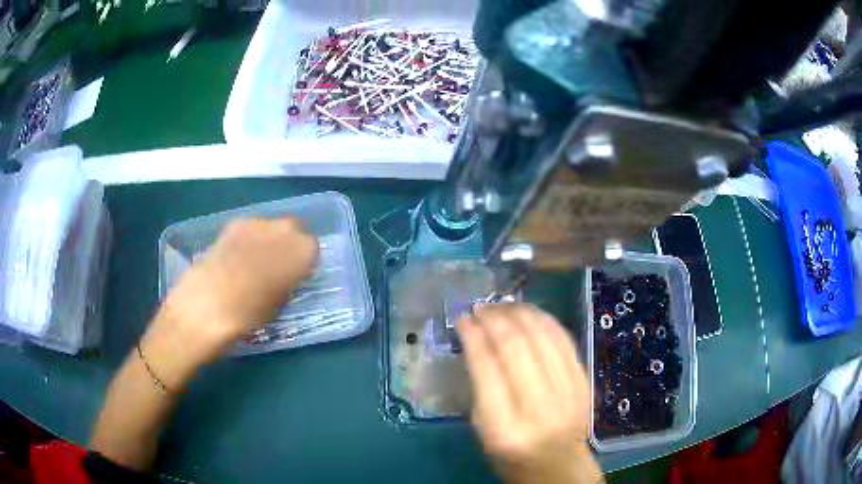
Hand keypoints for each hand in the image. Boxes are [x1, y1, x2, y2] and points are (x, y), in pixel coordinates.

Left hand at [144, 218, 318, 386]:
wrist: (205, 306)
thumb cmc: (248, 315)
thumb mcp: (278, 305)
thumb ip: (288, 284)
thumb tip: (286, 276)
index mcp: (301, 251)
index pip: (312, 248)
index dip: (304, 263)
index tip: (296, 277)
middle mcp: (282, 229)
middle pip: (292, 230)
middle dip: (287, 245)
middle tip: (277, 268)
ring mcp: (255, 223)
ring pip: (269, 227)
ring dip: (267, 241)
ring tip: (252, 264)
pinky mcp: (232, 225)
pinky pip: (249, 229)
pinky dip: (247, 240)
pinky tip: (235, 260)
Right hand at [457, 304, 601, 483]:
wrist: (558, 464)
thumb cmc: (510, 453)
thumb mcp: (482, 428)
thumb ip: (479, 385)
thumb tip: (475, 338)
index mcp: (504, 428)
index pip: (487, 369)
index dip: (473, 337)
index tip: (462, 318)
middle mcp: (540, 407)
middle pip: (516, 347)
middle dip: (495, 319)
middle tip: (481, 307)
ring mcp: (568, 392)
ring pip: (542, 336)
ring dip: (519, 313)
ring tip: (501, 306)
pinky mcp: (584, 381)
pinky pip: (564, 339)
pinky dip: (543, 320)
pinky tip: (528, 313)